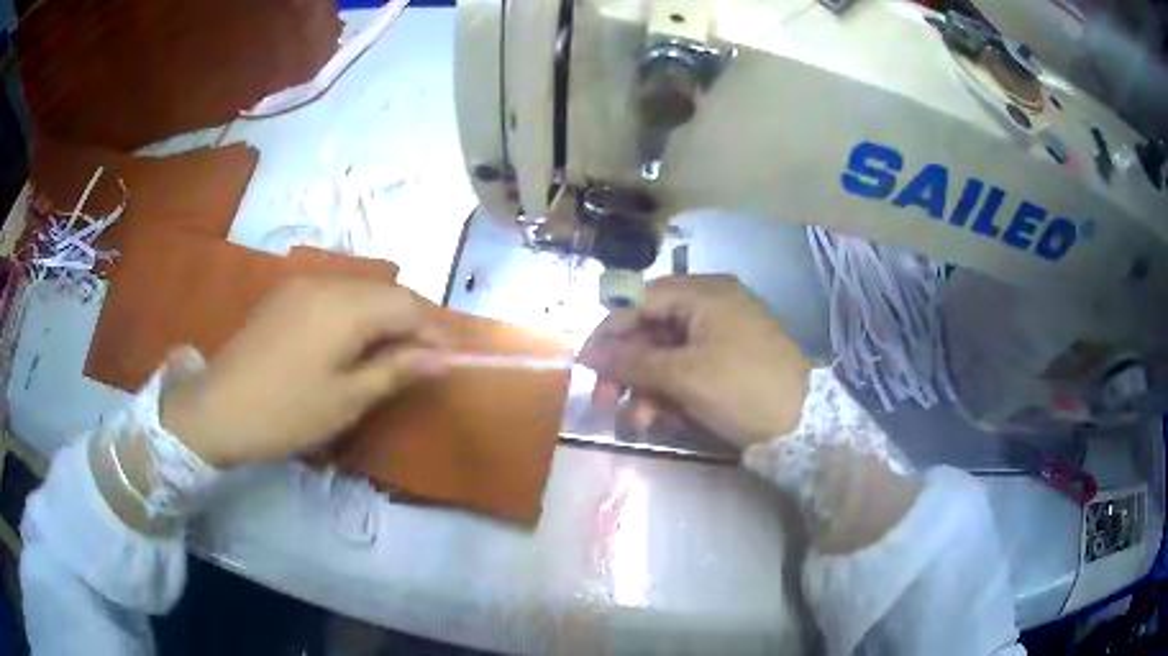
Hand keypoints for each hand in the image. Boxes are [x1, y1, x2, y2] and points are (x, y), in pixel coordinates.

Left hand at [160, 279, 448, 467]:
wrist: (216, 409)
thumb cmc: (286, 411)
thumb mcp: (347, 399)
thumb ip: (397, 370)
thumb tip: (442, 359)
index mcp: (344, 306)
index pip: (408, 305)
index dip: (435, 332)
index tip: (451, 363)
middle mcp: (326, 281)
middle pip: (387, 291)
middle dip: (413, 323)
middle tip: (424, 362)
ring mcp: (302, 284)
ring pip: (361, 291)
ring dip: (385, 318)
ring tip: (393, 356)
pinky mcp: (285, 295)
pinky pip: (336, 295)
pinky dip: (357, 314)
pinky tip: (354, 343)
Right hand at [578, 275, 810, 447]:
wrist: (804, 421)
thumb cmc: (742, 387)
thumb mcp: (684, 376)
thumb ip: (632, 362)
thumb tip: (588, 355)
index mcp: (702, 293)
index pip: (639, 302)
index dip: (607, 333)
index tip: (584, 365)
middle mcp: (709, 305)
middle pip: (651, 330)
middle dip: (626, 369)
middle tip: (605, 401)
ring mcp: (720, 334)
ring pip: (666, 354)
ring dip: (647, 387)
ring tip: (639, 420)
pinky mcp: (726, 361)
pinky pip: (687, 369)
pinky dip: (671, 392)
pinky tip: (662, 418)